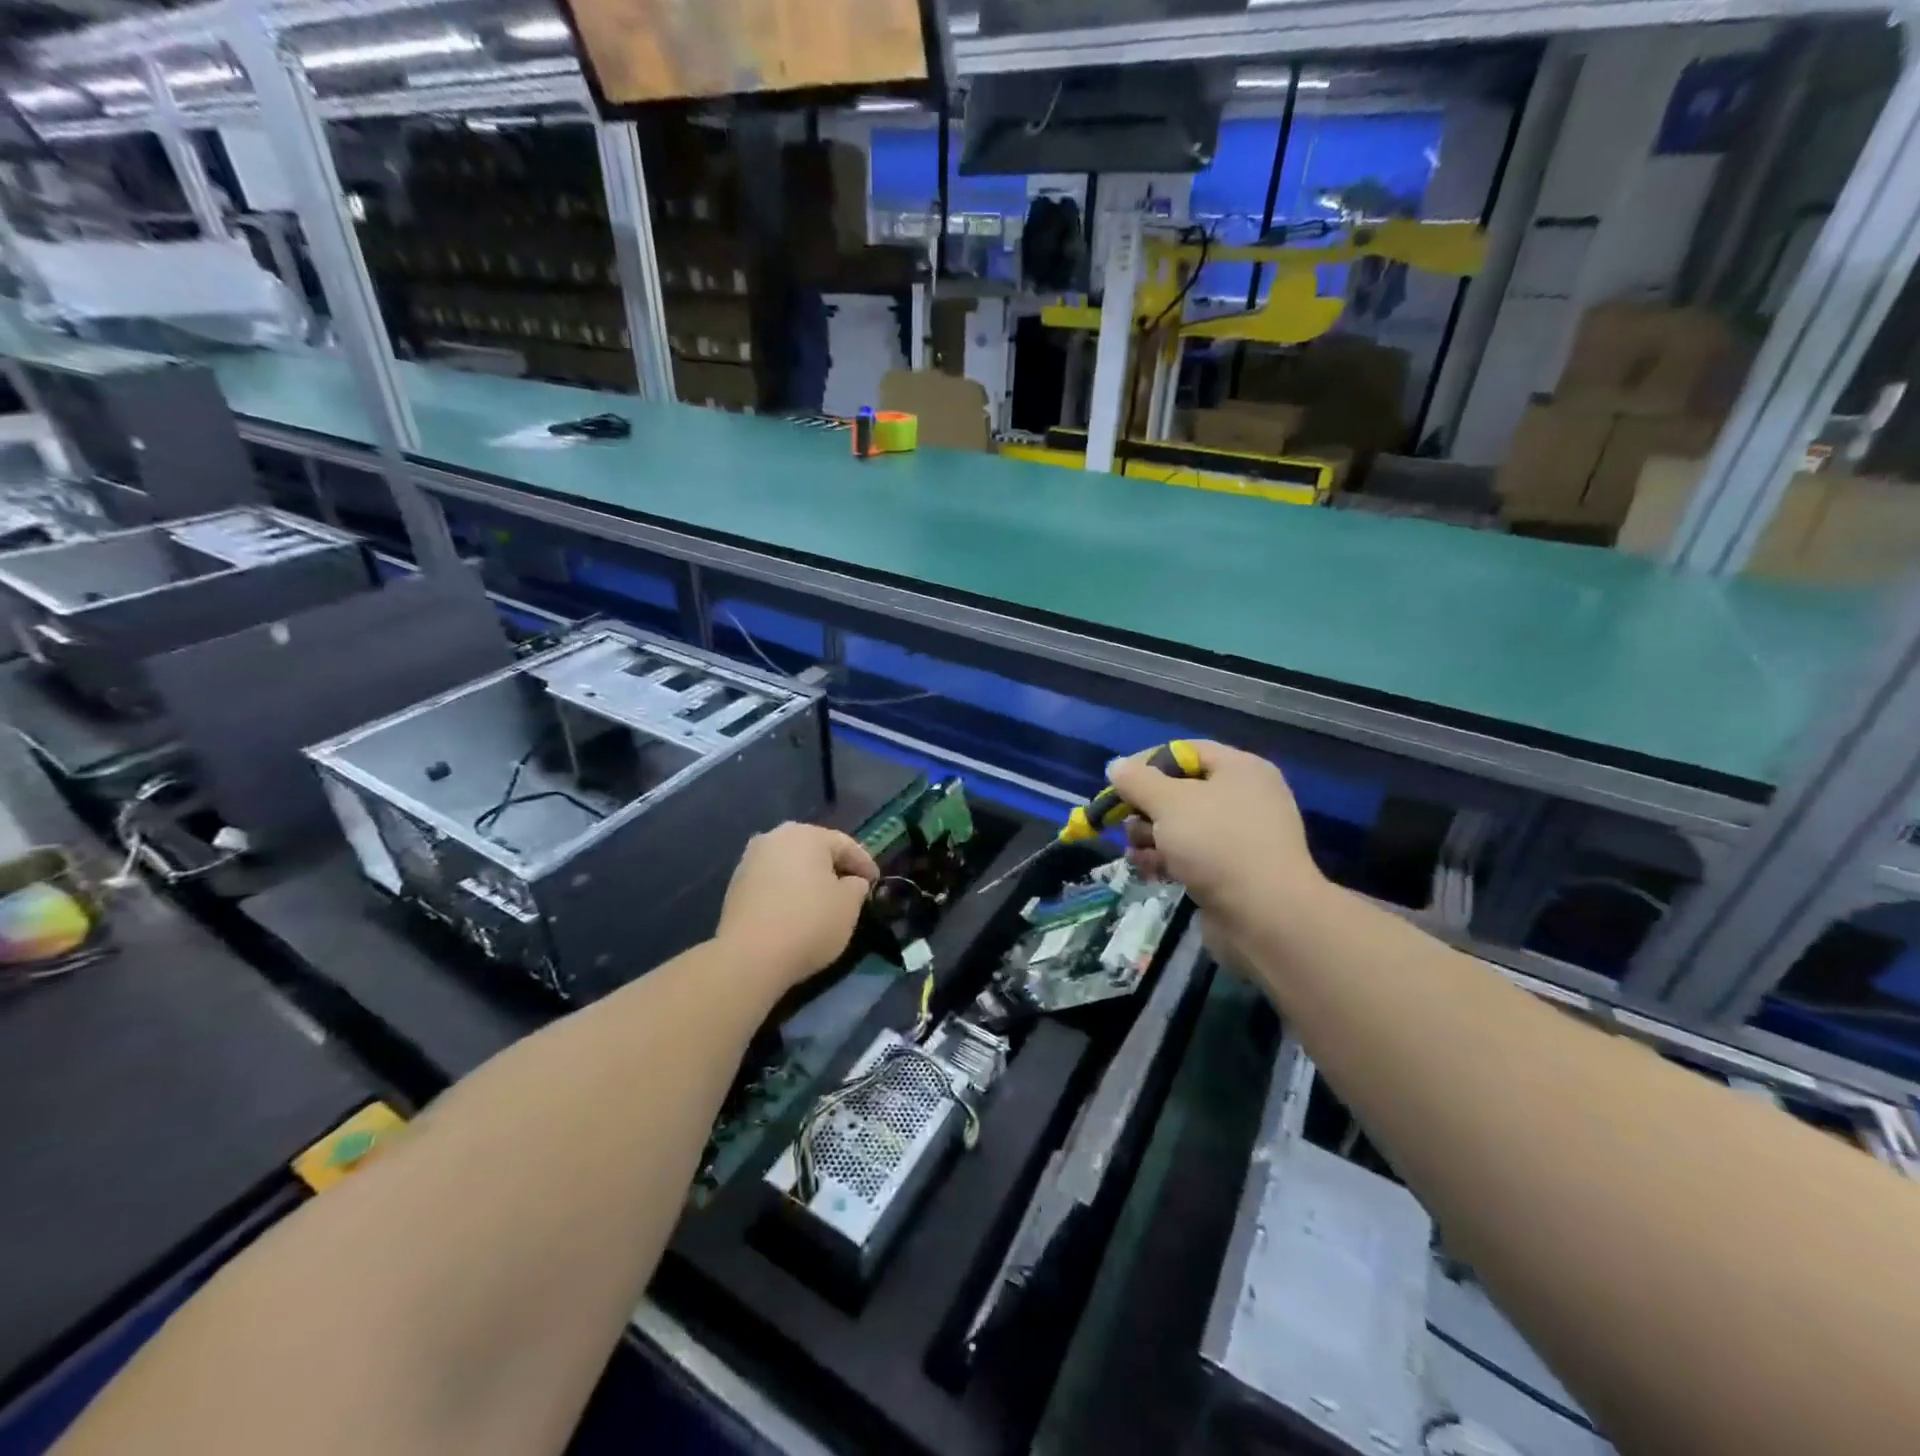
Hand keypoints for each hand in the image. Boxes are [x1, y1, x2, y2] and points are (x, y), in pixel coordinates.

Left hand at [716, 823, 878, 991]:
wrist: (749, 957)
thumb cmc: (809, 923)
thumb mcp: (849, 905)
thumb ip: (856, 886)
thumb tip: (850, 882)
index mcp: (806, 835)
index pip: (845, 844)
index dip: (864, 863)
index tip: (876, 882)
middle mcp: (775, 838)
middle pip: (814, 850)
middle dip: (834, 867)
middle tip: (852, 887)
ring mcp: (750, 860)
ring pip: (791, 864)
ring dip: (809, 878)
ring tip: (823, 901)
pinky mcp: (736, 886)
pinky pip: (773, 881)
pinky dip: (788, 891)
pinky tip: (796, 911)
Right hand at [1107, 742, 1323, 939]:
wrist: (1266, 916)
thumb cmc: (1217, 844)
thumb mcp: (1169, 803)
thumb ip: (1137, 781)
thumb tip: (1117, 766)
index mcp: (1240, 769)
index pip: (1185, 751)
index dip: (1147, 762)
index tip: (1117, 783)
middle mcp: (1244, 797)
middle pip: (1181, 790)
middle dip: (1146, 807)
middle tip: (1124, 822)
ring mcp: (1241, 837)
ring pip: (1182, 825)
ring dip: (1152, 836)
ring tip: (1136, 851)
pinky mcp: (1233, 871)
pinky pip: (1192, 855)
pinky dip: (1168, 859)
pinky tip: (1148, 870)